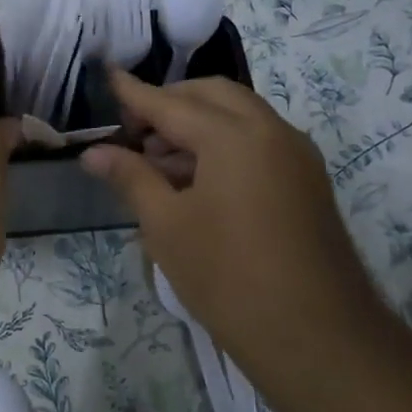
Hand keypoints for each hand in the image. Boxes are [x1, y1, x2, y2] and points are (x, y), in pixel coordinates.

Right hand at [81, 69, 388, 383]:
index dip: (134, 93)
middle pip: (212, 96)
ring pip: (239, 117)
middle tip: (133, 132)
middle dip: (170, 103)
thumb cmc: (227, 277)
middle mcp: (272, 131)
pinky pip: (258, 142)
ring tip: (156, 162)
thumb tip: (94, 152)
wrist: (317, 337)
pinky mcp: (307, 182)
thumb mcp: (166, 226)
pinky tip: (194, 181)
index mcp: (234, 136)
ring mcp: (296, 156)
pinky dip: (222, 145)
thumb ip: (131, 177)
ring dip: (196, 125)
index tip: (107, 75)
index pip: (171, 103)